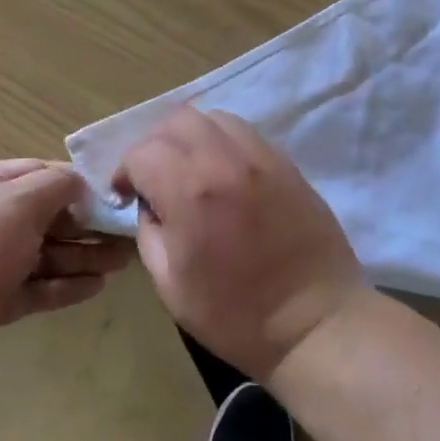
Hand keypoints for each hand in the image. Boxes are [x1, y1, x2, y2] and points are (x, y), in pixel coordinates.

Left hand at [0, 159, 132, 387]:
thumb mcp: (19, 202)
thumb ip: (56, 186)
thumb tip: (80, 181)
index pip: (37, 173)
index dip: (75, 182)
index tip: (112, 194)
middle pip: (44, 217)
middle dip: (86, 224)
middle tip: (127, 234)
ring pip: (42, 255)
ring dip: (82, 257)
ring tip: (122, 263)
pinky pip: (33, 288)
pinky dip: (62, 286)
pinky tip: (95, 287)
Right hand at [116, 108, 364, 379]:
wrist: (314, 321)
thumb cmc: (236, 314)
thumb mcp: (170, 285)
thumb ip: (150, 232)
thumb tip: (150, 205)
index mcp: (190, 191)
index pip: (143, 152)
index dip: (125, 172)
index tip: (126, 195)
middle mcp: (225, 161)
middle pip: (178, 120)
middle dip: (156, 144)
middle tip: (155, 178)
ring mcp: (262, 157)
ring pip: (215, 118)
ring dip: (193, 137)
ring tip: (192, 171)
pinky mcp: (287, 163)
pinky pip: (246, 134)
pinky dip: (225, 143)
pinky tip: (225, 175)